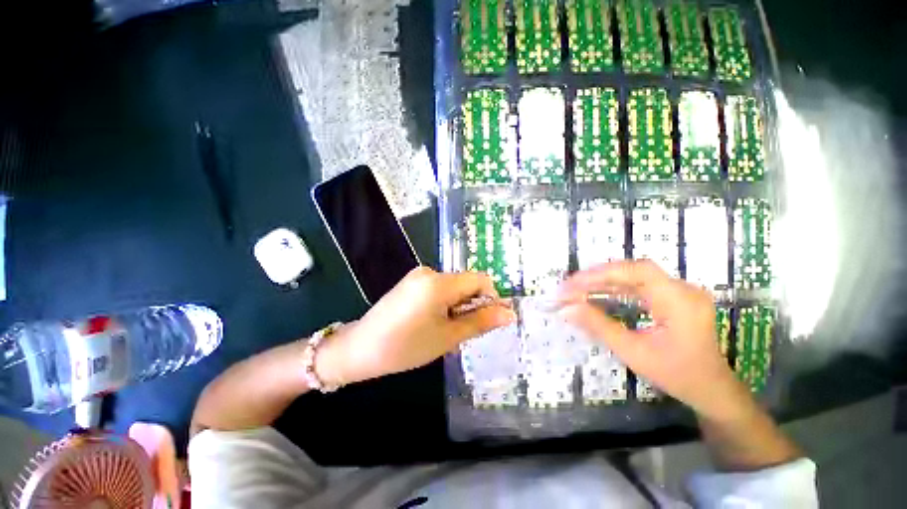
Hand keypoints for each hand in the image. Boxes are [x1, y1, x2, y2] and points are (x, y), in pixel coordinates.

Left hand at [318, 267, 516, 384]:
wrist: (360, 348)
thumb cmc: (406, 347)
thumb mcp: (448, 337)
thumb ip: (480, 322)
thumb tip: (510, 314)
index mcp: (439, 282)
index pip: (480, 279)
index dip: (490, 298)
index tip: (485, 321)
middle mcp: (430, 272)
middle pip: (466, 282)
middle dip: (470, 304)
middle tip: (460, 331)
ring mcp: (418, 275)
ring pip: (453, 286)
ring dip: (457, 305)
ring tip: (443, 329)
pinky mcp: (411, 281)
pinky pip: (439, 287)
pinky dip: (444, 303)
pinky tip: (431, 321)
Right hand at [558, 260, 743, 417]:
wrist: (711, 389)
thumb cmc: (677, 375)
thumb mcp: (634, 352)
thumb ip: (599, 326)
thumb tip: (566, 309)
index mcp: (680, 301)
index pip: (638, 271)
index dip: (602, 273)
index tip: (573, 284)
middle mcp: (682, 289)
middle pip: (633, 271)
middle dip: (598, 276)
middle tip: (569, 287)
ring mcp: (679, 291)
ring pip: (634, 276)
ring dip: (603, 281)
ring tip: (577, 289)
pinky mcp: (672, 297)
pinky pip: (639, 285)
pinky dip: (615, 288)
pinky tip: (597, 293)